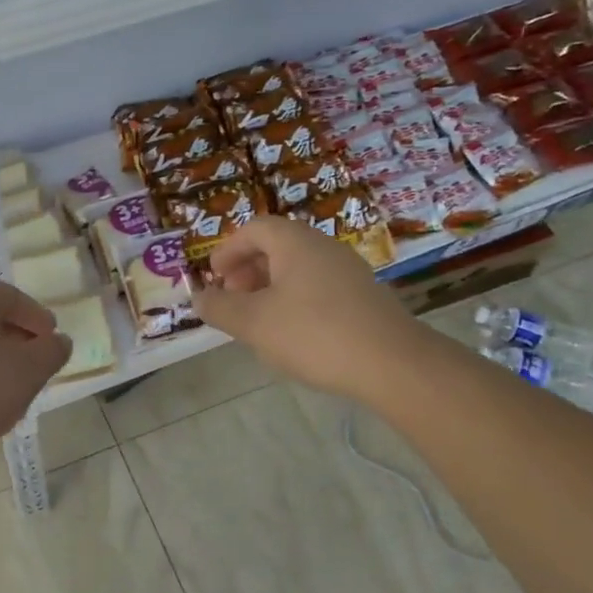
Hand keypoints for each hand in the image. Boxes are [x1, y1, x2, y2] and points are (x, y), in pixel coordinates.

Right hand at [191, 216, 418, 401]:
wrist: (394, 364)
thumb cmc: (314, 334)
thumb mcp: (254, 323)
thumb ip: (220, 308)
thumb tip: (198, 297)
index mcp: (296, 242)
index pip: (255, 228)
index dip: (229, 249)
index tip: (214, 277)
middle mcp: (324, 247)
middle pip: (278, 246)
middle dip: (248, 270)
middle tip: (233, 298)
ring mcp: (349, 272)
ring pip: (299, 269)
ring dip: (271, 288)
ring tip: (258, 320)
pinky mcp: (365, 298)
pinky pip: (319, 288)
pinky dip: (296, 301)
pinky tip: (293, 335)